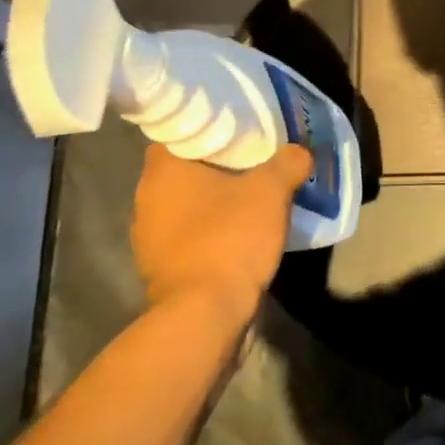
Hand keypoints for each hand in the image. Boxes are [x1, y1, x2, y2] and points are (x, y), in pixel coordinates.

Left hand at [129, 142, 312, 315]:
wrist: (205, 314)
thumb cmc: (230, 238)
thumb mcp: (271, 191)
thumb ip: (288, 162)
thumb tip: (298, 152)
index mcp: (162, 172)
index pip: (178, 134)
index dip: (208, 130)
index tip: (238, 131)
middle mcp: (145, 201)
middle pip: (184, 170)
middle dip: (216, 167)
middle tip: (252, 161)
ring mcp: (148, 239)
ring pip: (185, 206)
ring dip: (213, 203)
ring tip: (250, 198)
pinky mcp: (161, 270)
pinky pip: (188, 237)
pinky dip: (210, 233)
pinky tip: (239, 235)